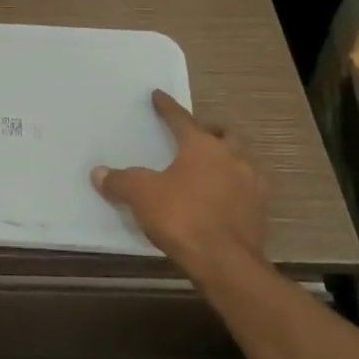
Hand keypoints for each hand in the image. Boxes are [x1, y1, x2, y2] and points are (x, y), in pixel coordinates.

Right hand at [91, 90, 269, 286]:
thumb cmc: (182, 217)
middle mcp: (231, 157)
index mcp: (202, 146)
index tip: (158, 95)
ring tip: (210, 168)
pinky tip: (222, 199)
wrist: (226, 263)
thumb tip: (98, 172)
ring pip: (241, 160)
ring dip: (227, 159)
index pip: (181, 118)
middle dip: (210, 131)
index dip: (167, 107)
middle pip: (224, 134)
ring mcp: (251, 184)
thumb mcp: (141, 196)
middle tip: (195, 135)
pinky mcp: (260, 212)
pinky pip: (247, 190)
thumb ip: (120, 182)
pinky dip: (235, 188)